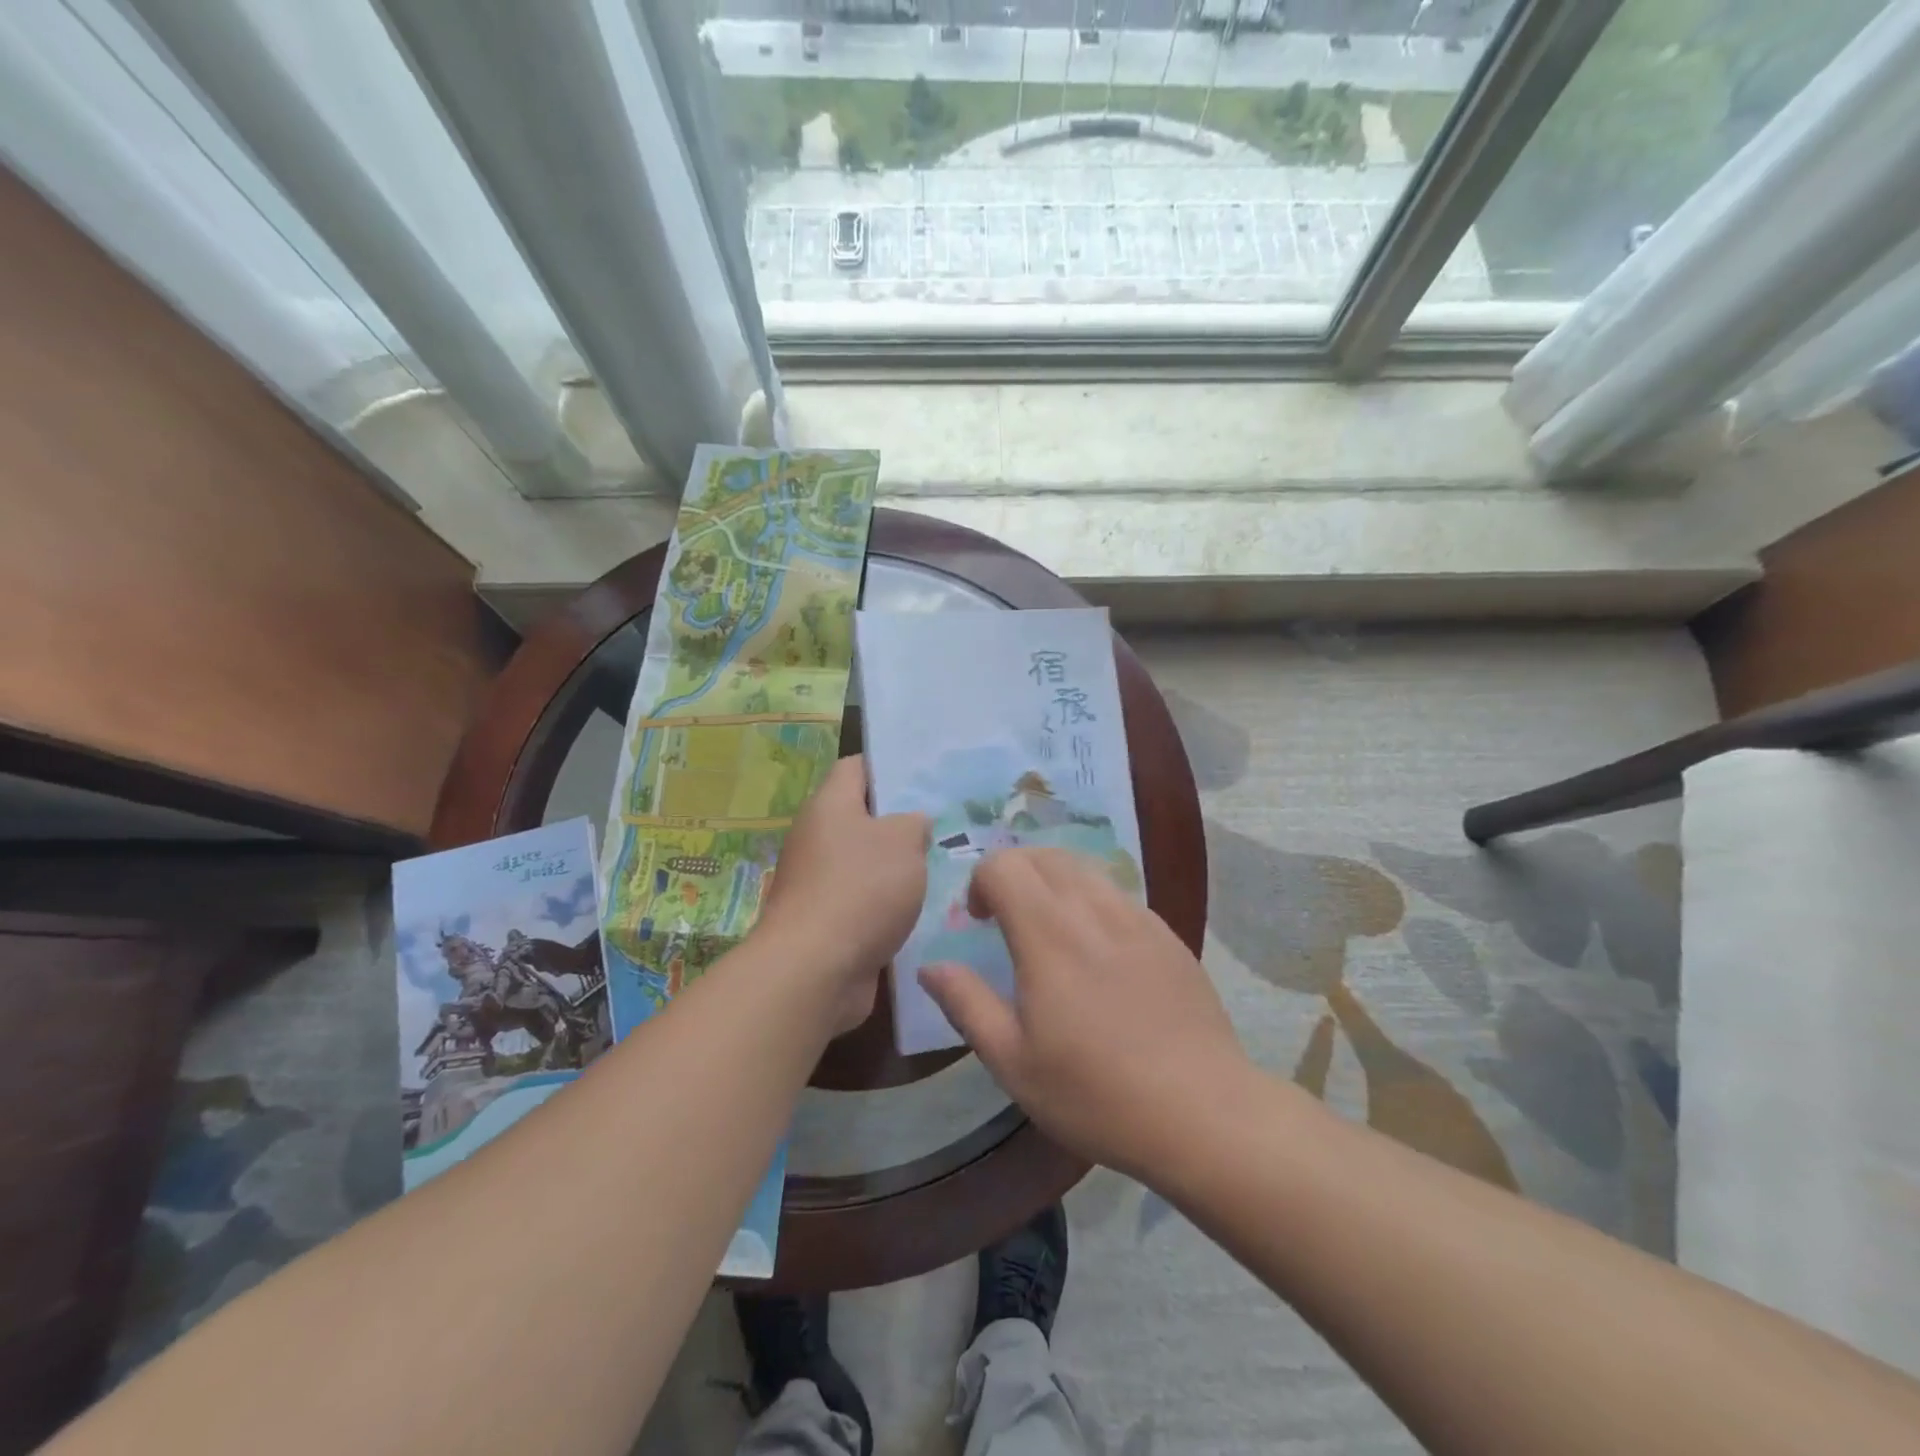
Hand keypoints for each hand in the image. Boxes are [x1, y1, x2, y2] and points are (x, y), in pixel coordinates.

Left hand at [755, 755, 928, 1034]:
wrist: (815, 970)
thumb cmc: (861, 888)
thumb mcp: (903, 841)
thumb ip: (914, 823)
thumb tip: (913, 824)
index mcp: (829, 806)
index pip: (857, 767)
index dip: (889, 766)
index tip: (926, 776)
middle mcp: (817, 839)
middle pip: (862, 818)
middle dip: (902, 823)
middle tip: (947, 825)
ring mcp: (818, 883)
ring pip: (866, 864)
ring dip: (898, 869)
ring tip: (945, 868)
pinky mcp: (826, 923)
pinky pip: (864, 903)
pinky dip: (888, 906)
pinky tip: (925, 911)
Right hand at [920, 848, 1247, 1180]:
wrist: (1202, 1112)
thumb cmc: (1096, 1093)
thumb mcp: (1014, 1062)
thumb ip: (967, 1004)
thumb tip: (931, 967)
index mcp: (1049, 934)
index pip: (1003, 865)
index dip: (980, 882)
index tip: (979, 923)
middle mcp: (1093, 909)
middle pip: (1043, 856)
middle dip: (1013, 873)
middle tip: (1006, 920)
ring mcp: (1137, 917)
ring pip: (1084, 868)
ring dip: (1053, 883)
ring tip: (1050, 931)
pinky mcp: (1167, 934)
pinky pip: (1118, 894)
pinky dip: (1091, 901)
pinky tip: (1097, 952)